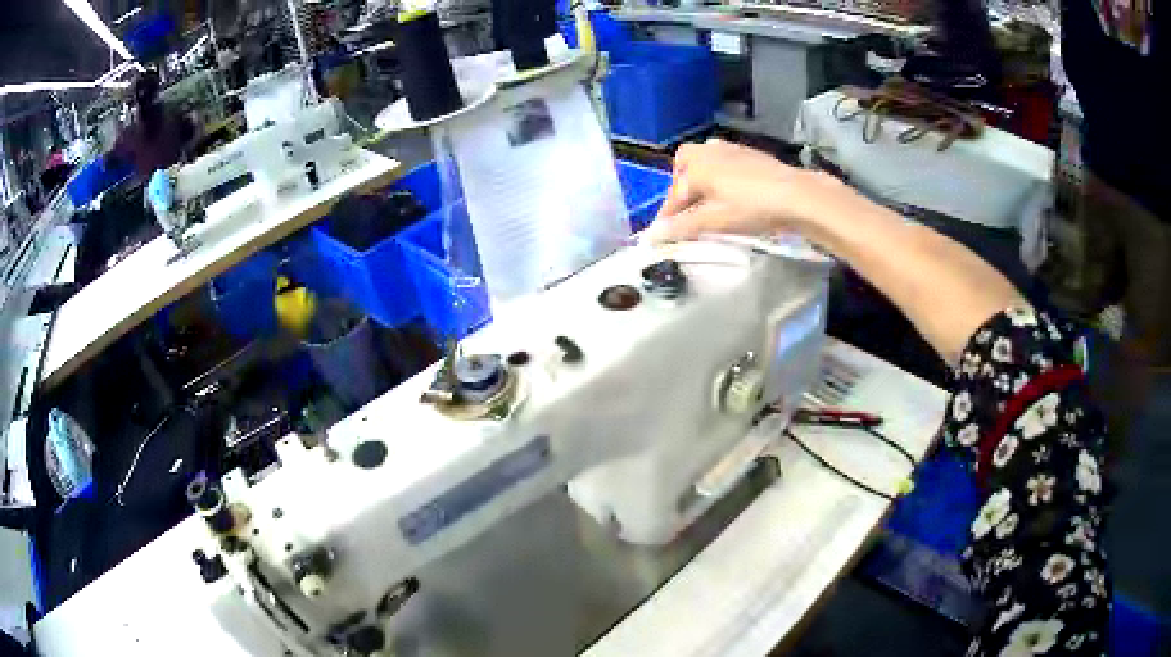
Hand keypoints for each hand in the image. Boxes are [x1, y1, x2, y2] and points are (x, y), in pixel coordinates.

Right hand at [643, 139, 857, 242]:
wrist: (797, 195)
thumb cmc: (752, 207)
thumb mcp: (714, 220)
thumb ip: (681, 227)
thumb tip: (651, 236)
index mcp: (696, 165)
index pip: (673, 194)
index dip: (666, 216)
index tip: (660, 236)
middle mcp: (709, 152)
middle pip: (684, 165)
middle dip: (681, 185)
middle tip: (686, 209)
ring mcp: (731, 149)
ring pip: (705, 161)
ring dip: (701, 179)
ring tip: (707, 203)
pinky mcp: (750, 154)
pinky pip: (724, 162)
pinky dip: (719, 177)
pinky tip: (731, 194)